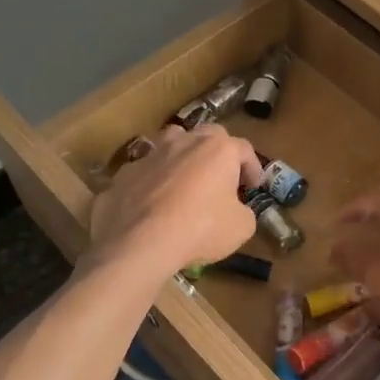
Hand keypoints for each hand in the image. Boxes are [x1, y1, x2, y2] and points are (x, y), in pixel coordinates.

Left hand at [87, 124, 259, 279]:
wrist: (140, 243)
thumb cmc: (200, 229)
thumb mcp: (241, 227)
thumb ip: (243, 211)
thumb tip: (235, 209)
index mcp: (218, 149)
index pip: (244, 149)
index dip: (253, 167)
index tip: (254, 186)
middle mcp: (184, 142)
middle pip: (208, 136)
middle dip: (218, 153)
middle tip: (222, 177)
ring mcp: (151, 154)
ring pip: (171, 143)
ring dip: (183, 157)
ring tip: (185, 180)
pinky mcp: (124, 173)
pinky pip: (146, 171)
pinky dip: (154, 181)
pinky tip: (153, 203)